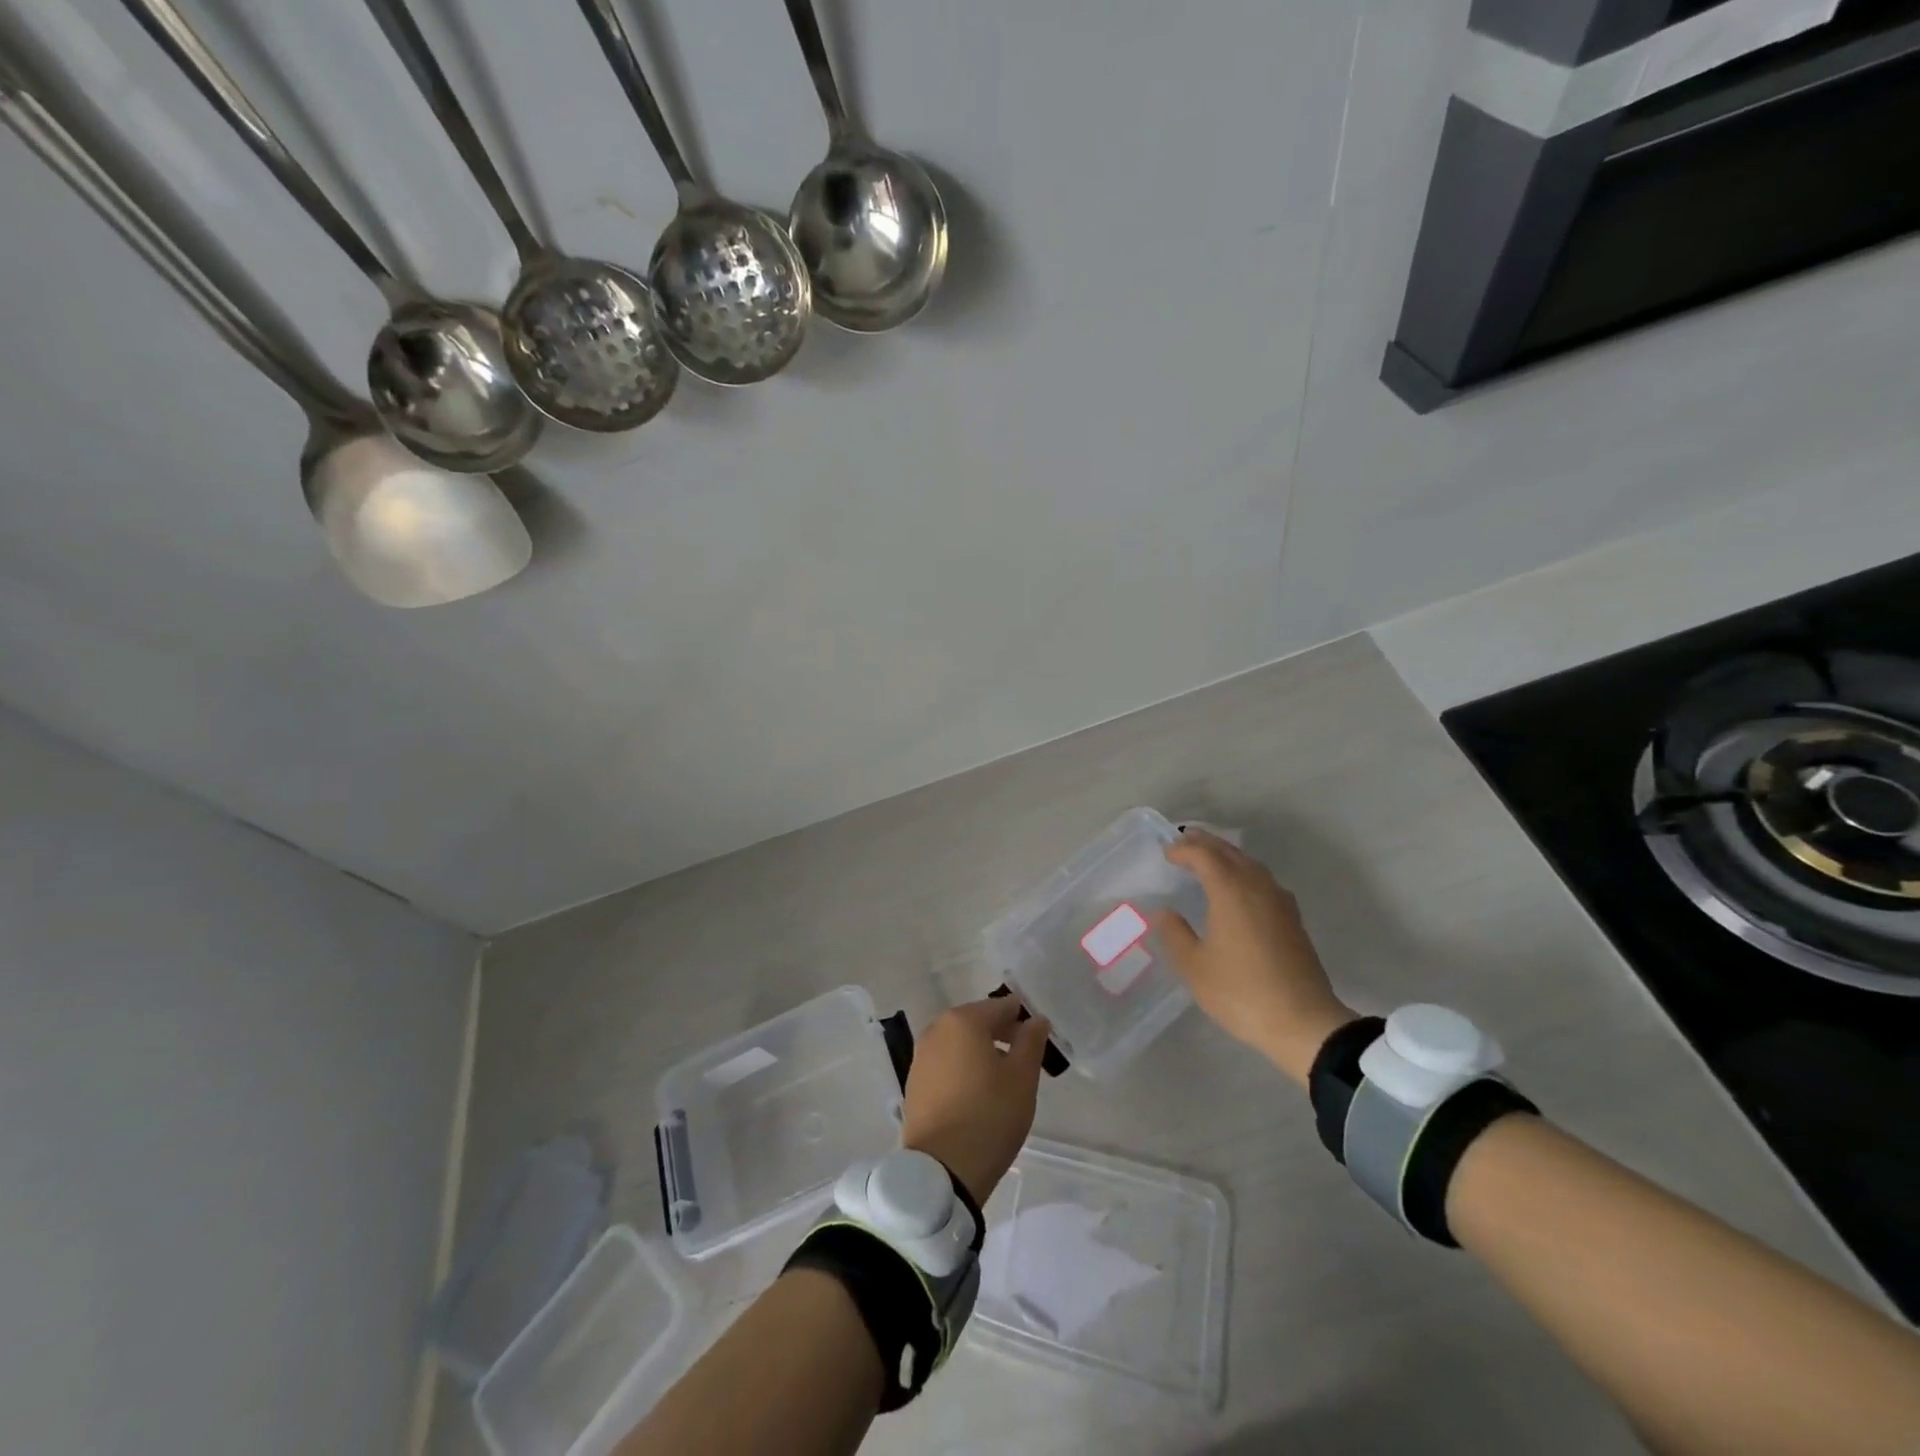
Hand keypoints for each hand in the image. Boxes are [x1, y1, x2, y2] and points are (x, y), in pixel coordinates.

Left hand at [901, 998, 1050, 1203]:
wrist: (941, 1170)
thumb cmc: (989, 1116)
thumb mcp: (1022, 1078)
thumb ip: (1031, 1041)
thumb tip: (1035, 1019)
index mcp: (963, 1020)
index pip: (1001, 1007)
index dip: (1023, 1019)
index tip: (1038, 1041)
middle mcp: (937, 1029)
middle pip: (977, 1021)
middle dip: (1002, 1034)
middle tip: (1024, 1061)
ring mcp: (921, 1056)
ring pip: (960, 1043)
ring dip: (981, 1052)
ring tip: (1002, 1081)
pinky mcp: (914, 1082)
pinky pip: (946, 1063)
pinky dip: (963, 1069)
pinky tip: (977, 1094)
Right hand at [1154, 830, 1357, 1085]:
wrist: (1303, 1023)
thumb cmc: (1242, 992)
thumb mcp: (1195, 967)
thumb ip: (1175, 934)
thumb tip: (1165, 913)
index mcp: (1231, 892)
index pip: (1204, 855)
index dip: (1183, 849)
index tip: (1166, 853)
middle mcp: (1257, 887)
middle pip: (1230, 852)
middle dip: (1206, 843)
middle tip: (1184, 841)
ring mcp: (1280, 901)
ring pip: (1250, 864)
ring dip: (1227, 856)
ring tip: (1208, 859)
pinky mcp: (1292, 918)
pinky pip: (1263, 879)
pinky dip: (1244, 872)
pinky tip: (1239, 888)